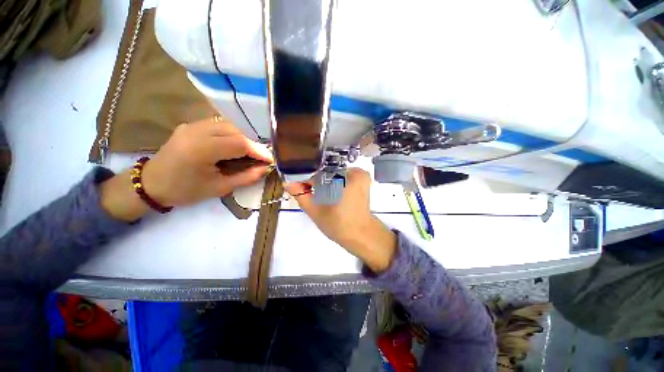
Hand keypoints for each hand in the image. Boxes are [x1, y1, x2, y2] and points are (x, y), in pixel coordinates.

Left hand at [100, 117, 272, 220]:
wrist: (151, 184)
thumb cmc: (185, 190)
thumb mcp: (219, 188)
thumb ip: (246, 177)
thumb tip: (265, 169)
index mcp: (201, 149)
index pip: (240, 144)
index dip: (259, 151)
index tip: (270, 160)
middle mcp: (196, 131)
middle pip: (236, 131)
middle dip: (252, 145)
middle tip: (259, 159)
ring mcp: (192, 125)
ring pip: (228, 126)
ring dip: (242, 138)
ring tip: (247, 153)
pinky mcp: (190, 125)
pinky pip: (218, 125)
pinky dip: (231, 135)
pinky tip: (232, 146)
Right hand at [285, 168, 396, 272]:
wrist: (361, 234)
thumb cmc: (338, 225)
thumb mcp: (316, 211)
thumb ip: (301, 195)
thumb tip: (287, 182)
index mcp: (343, 179)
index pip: (318, 173)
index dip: (308, 181)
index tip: (303, 190)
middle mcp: (353, 172)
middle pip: (327, 171)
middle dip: (318, 182)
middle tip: (314, 195)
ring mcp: (360, 174)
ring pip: (335, 173)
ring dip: (327, 182)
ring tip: (324, 196)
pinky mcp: (363, 178)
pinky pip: (344, 175)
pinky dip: (337, 182)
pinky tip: (334, 193)